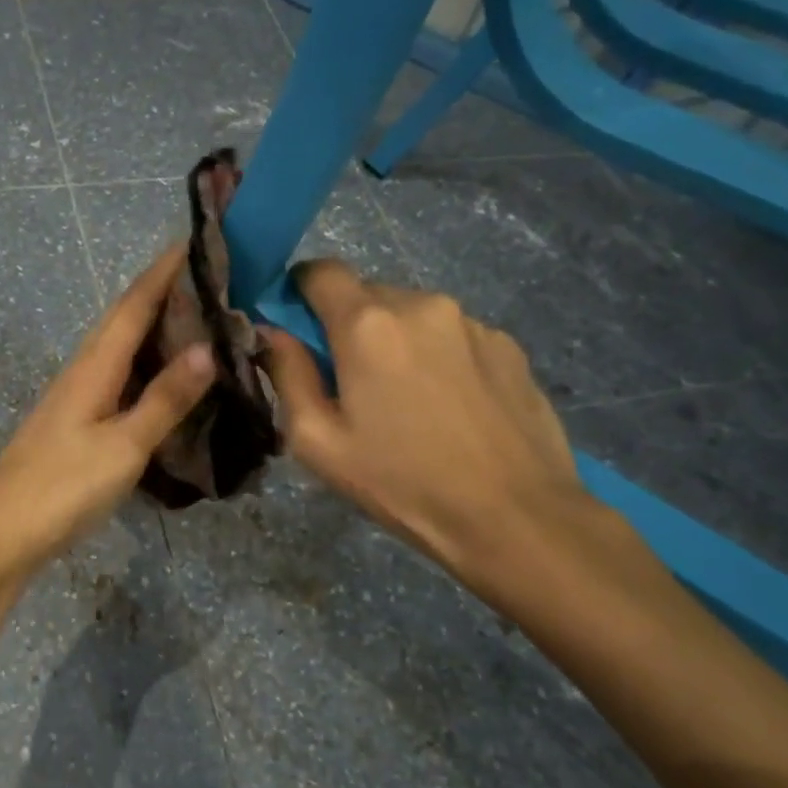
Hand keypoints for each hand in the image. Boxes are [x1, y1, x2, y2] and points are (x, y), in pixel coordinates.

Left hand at [0, 244, 213, 583]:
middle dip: (163, 293)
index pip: (134, 304)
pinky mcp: (75, 425)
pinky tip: (165, 380)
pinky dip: (146, 368)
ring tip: (200, 321)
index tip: (195, 239)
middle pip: (124, 320)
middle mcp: (83, 371)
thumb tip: (207, 348)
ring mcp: (76, 399)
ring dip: (156, 329)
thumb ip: (164, 399)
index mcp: (94, 365)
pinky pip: (118, 379)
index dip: (163, 271)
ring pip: (121, 349)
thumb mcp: (123, 445)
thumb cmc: (61, 486)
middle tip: (211, 278)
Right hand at [261, 259, 591, 588]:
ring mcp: (471, 321)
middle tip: (354, 383)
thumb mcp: (318, 441)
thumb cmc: (402, 482)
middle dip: (348, 326)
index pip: (320, 271)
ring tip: (408, 401)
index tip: (299, 331)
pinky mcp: (507, 344)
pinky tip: (449, 407)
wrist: (514, 517)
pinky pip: (452, 334)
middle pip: (366, 293)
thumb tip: (272, 332)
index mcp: (367, 325)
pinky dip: (437, 355)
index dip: (300, 292)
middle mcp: (420, 304)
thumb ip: (287, 374)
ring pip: (411, 314)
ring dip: (396, 341)